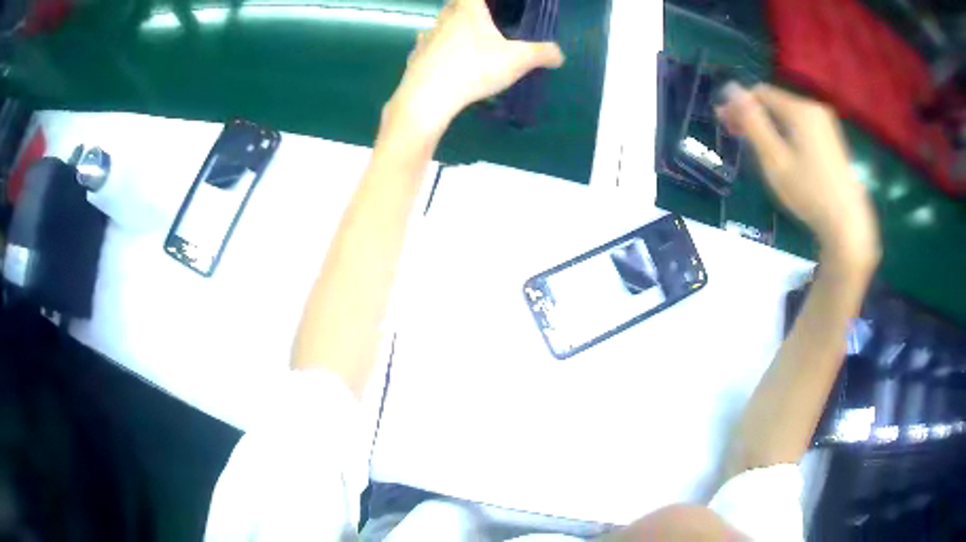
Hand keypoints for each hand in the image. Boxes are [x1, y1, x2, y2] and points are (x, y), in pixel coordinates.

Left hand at [383, 0, 564, 139]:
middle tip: (483, 18)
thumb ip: (541, 54)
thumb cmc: (473, 69)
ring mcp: (426, 38)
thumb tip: (559, 55)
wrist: (428, 97)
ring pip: (439, 24)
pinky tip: (445, 60)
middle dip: (467, 7)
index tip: (491, 6)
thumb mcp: (516, 61)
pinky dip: (436, 48)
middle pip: (454, 4)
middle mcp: (444, 19)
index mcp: (468, 11)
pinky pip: (427, 46)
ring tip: (466, 39)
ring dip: (450, 27)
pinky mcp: (415, 57)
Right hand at [716, 83, 879, 269]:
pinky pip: (801, 127)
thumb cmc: (808, 192)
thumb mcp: (774, 158)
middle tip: (736, 137)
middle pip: (775, 102)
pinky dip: (786, 133)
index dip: (738, 104)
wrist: (848, 224)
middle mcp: (814, 108)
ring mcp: (826, 124)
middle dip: (753, 115)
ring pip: (788, 115)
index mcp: (799, 109)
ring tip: (757, 148)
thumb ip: (752, 122)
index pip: (760, 92)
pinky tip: (782, 153)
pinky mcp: (832, 140)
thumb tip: (730, 88)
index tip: (724, 124)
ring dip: (769, 125)